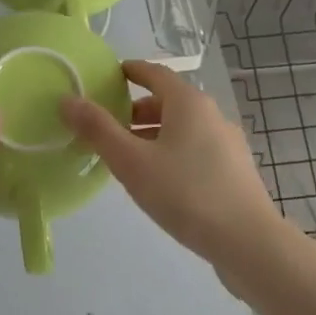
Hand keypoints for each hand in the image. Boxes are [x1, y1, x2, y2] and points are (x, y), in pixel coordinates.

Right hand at [61, 61, 284, 270]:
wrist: (248, 242)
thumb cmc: (185, 193)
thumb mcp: (131, 162)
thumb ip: (98, 130)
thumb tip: (67, 99)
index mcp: (188, 103)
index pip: (155, 73)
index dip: (130, 72)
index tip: (108, 78)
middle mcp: (212, 114)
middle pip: (168, 102)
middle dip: (136, 111)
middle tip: (107, 128)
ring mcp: (228, 143)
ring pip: (182, 129)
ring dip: (153, 135)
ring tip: (127, 159)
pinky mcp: (235, 171)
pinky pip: (195, 149)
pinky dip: (172, 153)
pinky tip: (160, 182)